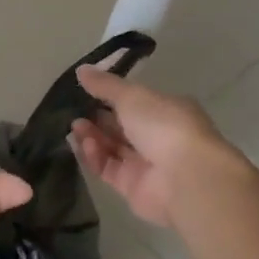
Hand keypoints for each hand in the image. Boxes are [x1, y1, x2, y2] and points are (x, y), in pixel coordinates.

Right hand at [69, 65, 249, 227]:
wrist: (185, 178)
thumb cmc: (163, 125)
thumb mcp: (131, 95)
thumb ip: (104, 84)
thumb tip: (81, 70)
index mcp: (166, 110)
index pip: (135, 101)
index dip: (110, 96)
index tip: (86, 91)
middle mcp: (158, 137)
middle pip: (121, 126)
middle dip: (97, 118)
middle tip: (74, 112)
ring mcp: (147, 164)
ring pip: (113, 148)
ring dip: (92, 137)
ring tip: (75, 128)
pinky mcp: (134, 188)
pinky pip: (108, 169)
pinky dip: (95, 157)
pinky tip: (84, 145)